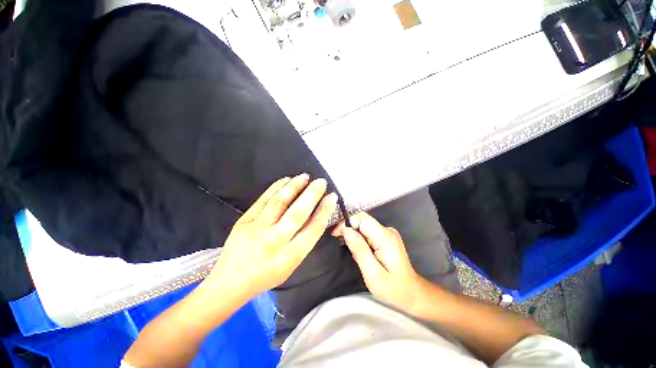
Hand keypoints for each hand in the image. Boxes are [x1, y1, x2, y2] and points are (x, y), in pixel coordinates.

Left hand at [206, 174, 337, 298]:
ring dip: (294, 187)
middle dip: (312, 195)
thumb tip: (316, 215)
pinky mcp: (244, 220)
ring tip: (305, 176)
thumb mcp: (291, 265)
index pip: (312, 230)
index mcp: (289, 257)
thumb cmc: (267, 274)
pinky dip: (276, 187)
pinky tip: (286, 180)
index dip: (324, 211)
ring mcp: (257, 229)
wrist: (231, 280)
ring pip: (279, 203)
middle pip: (297, 214)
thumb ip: (304, 241)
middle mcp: (274, 242)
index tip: (332, 197)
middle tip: (321, 182)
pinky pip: (263, 199)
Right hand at [332, 212, 429, 311]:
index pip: (362, 218)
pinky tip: (362, 254)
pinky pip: (367, 233)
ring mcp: (387, 233)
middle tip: (345, 247)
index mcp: (385, 237)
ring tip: (356, 256)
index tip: (336, 235)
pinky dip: (360, 241)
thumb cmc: (392, 288)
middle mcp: (387, 230)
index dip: (347, 223)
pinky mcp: (385, 237)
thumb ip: (359, 250)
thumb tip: (346, 231)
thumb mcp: (372, 273)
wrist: (411, 293)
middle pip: (362, 221)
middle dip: (349, 231)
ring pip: (363, 227)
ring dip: (355, 238)